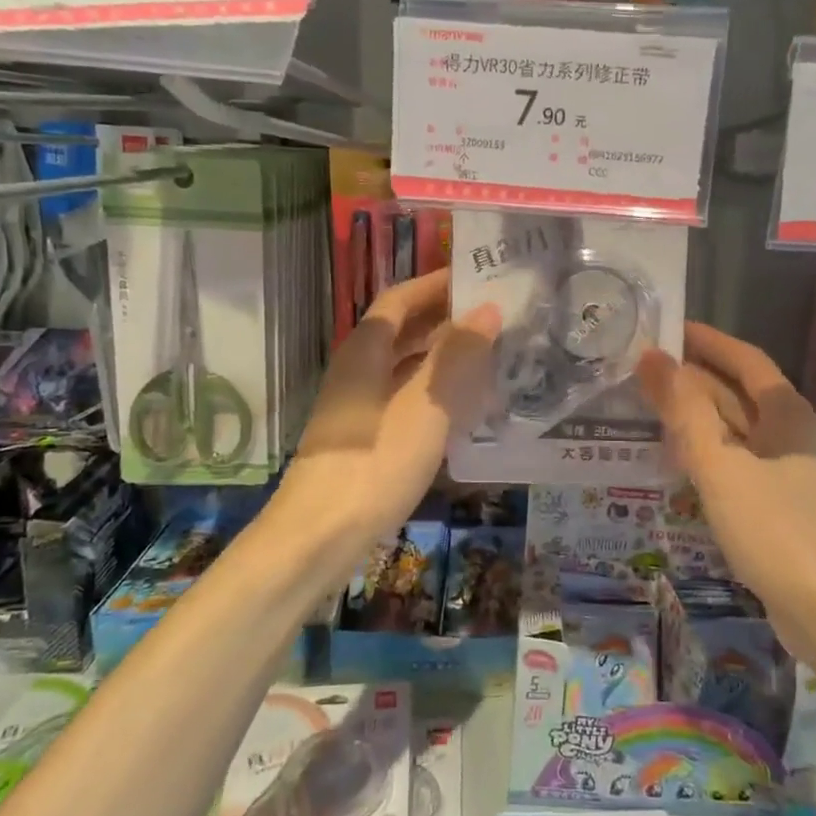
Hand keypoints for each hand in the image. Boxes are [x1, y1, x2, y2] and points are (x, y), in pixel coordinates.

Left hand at [280, 268, 500, 542]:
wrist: (319, 537)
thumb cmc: (374, 463)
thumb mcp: (425, 407)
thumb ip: (457, 357)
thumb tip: (487, 310)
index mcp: (365, 351)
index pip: (401, 299)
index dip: (436, 285)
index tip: (477, 277)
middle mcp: (357, 370)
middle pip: (403, 331)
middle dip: (446, 320)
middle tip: (496, 317)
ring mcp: (359, 407)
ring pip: (406, 367)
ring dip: (443, 357)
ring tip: (491, 356)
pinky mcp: (365, 439)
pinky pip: (405, 399)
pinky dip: (435, 392)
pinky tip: (464, 408)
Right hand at [638, 323, 815, 643]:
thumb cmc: (777, 530)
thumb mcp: (721, 466)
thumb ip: (684, 411)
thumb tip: (652, 356)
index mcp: (789, 415)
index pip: (746, 360)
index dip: (708, 341)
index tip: (668, 329)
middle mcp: (794, 436)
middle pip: (740, 395)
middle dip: (694, 381)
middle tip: (644, 373)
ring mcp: (791, 475)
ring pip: (738, 433)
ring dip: (698, 420)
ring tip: (651, 412)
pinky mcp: (784, 509)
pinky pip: (739, 466)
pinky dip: (709, 456)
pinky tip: (680, 466)